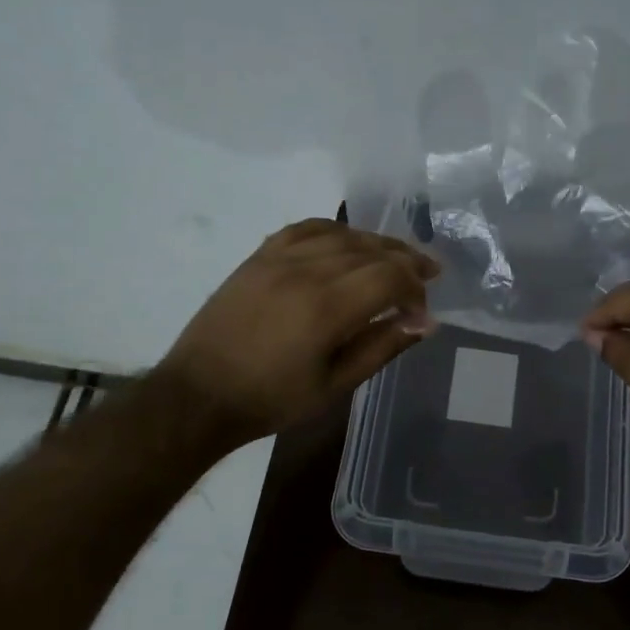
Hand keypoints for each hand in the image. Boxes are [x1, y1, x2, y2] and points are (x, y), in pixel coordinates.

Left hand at [155, 219, 440, 448]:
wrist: (198, 395)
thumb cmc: (271, 400)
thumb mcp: (334, 385)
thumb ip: (382, 347)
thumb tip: (424, 323)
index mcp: (326, 307)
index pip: (389, 276)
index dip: (415, 288)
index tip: (421, 312)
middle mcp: (305, 271)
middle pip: (370, 249)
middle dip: (406, 260)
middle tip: (430, 272)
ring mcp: (278, 259)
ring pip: (342, 235)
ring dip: (376, 242)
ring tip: (396, 255)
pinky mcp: (258, 257)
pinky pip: (305, 229)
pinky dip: (334, 231)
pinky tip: (347, 241)